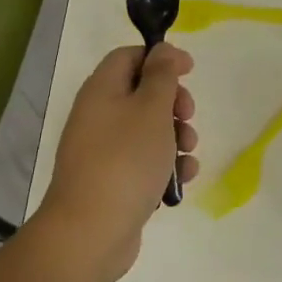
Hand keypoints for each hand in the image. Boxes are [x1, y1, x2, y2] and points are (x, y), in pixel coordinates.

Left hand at [37, 44, 198, 281]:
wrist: (91, 232)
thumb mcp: (151, 108)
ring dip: (176, 137)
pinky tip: (181, 179)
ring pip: (148, 130)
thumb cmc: (125, 160)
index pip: (129, 56)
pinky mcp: (113, 181)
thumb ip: (162, 74)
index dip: (161, 58)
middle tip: (188, 116)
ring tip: (188, 154)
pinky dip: (165, 166)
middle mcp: (98, 115)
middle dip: (173, 103)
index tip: (190, 71)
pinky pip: (144, 162)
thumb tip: (163, 50)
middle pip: (142, 93)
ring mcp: (104, 151)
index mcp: (102, 90)